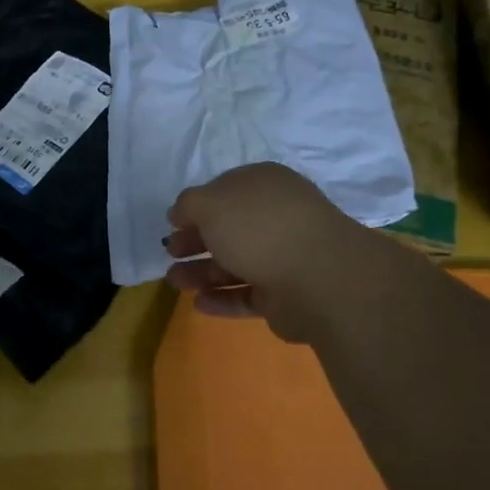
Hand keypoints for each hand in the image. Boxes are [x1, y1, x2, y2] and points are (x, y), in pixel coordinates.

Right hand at [163, 163, 399, 343]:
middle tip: (170, 253)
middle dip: (196, 241)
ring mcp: (283, 257)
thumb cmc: (259, 228)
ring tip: (174, 282)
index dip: (197, 207)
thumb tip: (180, 213)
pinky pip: (247, 295)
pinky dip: (222, 298)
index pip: (225, 192)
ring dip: (202, 272)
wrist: (318, 277)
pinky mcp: (285, 295)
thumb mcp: (211, 203)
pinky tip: (198, 303)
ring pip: (235, 263)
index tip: (173, 224)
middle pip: (229, 230)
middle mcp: (276, 218)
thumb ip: (189, 205)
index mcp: (264, 186)